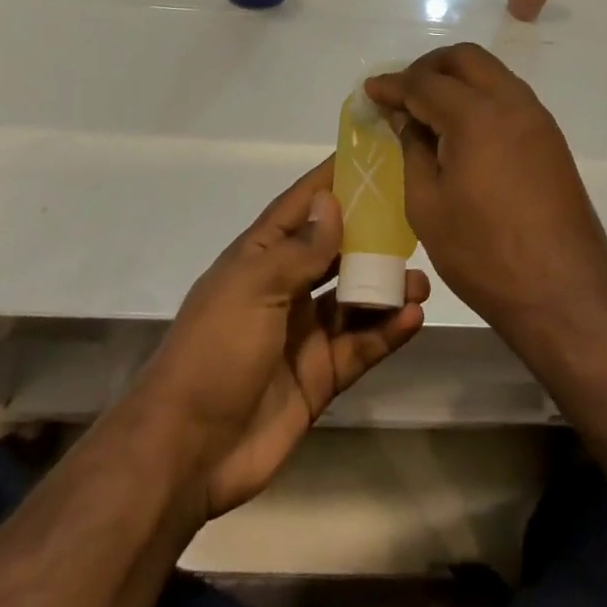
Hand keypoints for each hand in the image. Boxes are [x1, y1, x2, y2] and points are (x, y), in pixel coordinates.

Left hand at [133, 159, 428, 517]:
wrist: (187, 450)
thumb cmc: (216, 349)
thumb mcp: (255, 287)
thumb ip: (301, 249)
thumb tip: (332, 200)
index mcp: (260, 257)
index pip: (302, 206)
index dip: (332, 181)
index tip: (372, 157)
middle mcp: (285, 287)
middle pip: (335, 251)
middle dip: (371, 235)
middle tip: (414, 223)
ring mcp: (304, 333)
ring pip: (354, 298)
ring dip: (385, 286)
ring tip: (420, 279)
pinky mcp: (320, 376)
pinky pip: (360, 345)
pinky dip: (386, 331)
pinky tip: (412, 317)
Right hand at [366, 44, 606, 340]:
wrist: (564, 292)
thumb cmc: (484, 254)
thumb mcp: (427, 206)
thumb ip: (413, 150)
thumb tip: (407, 120)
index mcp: (475, 115)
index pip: (425, 84)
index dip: (393, 85)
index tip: (370, 90)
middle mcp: (511, 102)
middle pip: (465, 59)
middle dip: (428, 67)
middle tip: (402, 93)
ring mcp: (536, 118)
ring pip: (491, 73)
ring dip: (457, 79)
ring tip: (429, 109)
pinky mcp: (550, 138)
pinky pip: (508, 96)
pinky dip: (480, 97)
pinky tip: (462, 129)